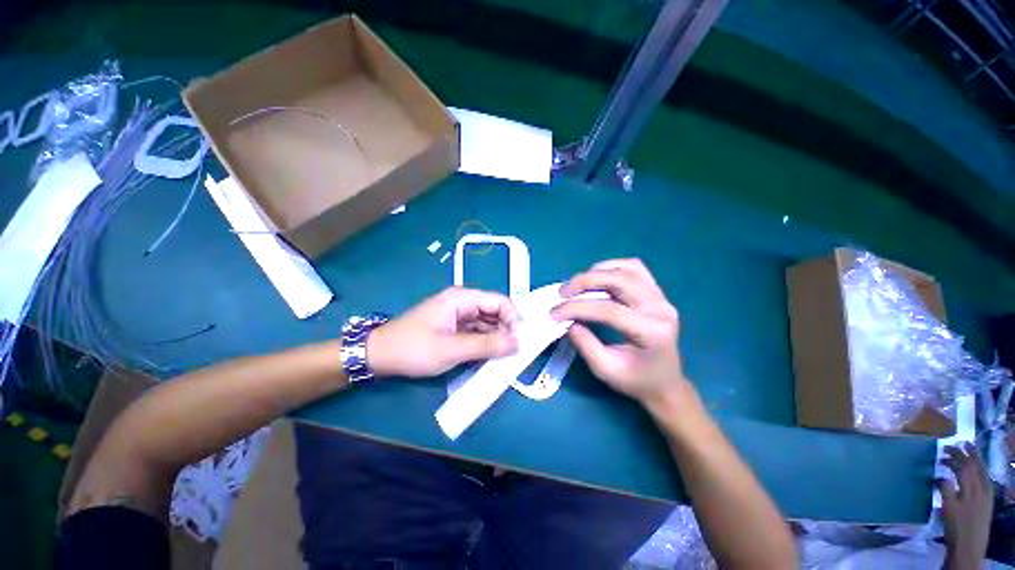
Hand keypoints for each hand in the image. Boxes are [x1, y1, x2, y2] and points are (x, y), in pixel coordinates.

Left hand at [367, 287, 519, 377]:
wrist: (379, 355)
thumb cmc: (413, 348)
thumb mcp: (451, 349)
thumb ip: (486, 346)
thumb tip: (517, 343)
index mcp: (462, 298)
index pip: (499, 301)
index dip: (513, 318)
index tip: (520, 340)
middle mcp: (463, 303)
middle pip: (495, 312)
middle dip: (506, 331)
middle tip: (513, 353)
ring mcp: (459, 316)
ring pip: (487, 324)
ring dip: (496, 339)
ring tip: (503, 358)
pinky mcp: (455, 328)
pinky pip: (477, 333)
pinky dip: (485, 344)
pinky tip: (489, 357)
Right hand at [551, 259, 688, 407]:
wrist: (665, 382)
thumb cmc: (636, 380)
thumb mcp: (606, 370)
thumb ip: (585, 345)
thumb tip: (568, 321)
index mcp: (651, 332)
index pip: (609, 309)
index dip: (578, 308)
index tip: (554, 313)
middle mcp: (660, 309)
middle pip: (620, 280)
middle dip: (585, 281)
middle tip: (563, 292)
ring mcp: (662, 297)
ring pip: (628, 268)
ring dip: (598, 271)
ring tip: (578, 284)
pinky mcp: (657, 293)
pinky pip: (635, 269)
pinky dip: (612, 268)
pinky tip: (597, 278)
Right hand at [939, 443, 993, 569]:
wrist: (969, 549)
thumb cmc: (955, 528)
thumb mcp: (948, 509)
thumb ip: (946, 489)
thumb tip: (940, 475)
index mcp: (972, 489)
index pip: (964, 466)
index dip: (955, 456)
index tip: (943, 449)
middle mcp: (982, 488)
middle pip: (976, 466)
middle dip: (967, 454)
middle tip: (957, 444)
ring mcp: (987, 495)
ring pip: (983, 472)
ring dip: (975, 460)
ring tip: (968, 451)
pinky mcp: (987, 501)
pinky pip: (985, 480)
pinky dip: (979, 471)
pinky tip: (975, 472)